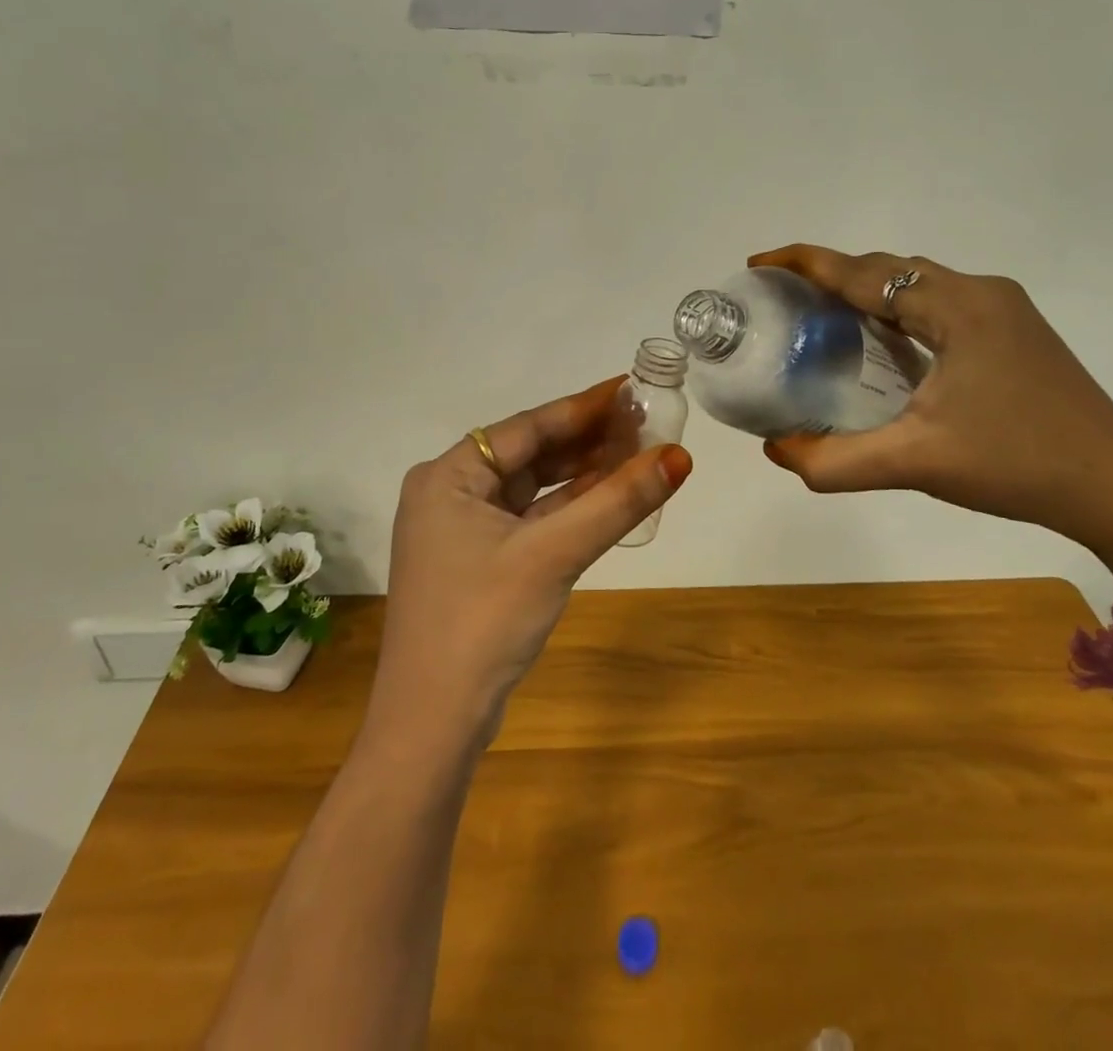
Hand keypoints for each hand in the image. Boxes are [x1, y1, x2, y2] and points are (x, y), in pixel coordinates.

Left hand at [368, 377, 692, 752]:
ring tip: (636, 453)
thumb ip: (617, 502)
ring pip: (533, 489)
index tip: (631, 388)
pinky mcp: (478, 563)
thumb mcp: (554, 554)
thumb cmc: (484, 621)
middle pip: (530, 454)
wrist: (432, 724)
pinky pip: (531, 520)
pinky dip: (568, 510)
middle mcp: (449, 494)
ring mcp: (461, 531)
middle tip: (643, 422)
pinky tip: (607, 498)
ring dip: (581, 475)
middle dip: (587, 440)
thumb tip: (679, 456)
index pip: (527, 427)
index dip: (583, 407)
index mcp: (447, 476)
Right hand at [749, 245, 1112, 577]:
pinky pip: (939, 305)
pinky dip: (898, 311)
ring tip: (823, 315)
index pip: (865, 273)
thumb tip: (775, 450)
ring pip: (918, 285)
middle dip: (833, 275)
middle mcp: (981, 293)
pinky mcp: (1015, 334)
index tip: (760, 264)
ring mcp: (1004, 311)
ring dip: (868, 291)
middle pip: (890, 270)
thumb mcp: (916, 463)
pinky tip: (884, 342)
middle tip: (786, 298)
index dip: (807, 264)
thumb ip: (836, 461)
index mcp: (958, 308)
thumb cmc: (1017, 465)